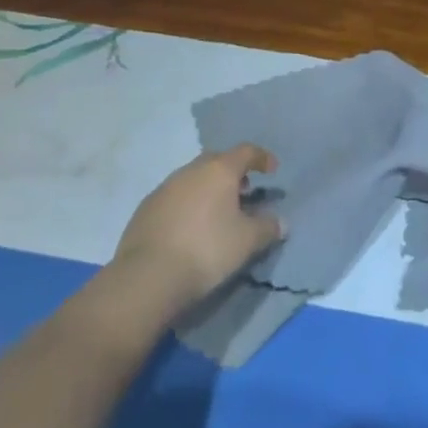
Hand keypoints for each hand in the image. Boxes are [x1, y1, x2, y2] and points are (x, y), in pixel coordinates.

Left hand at [113, 144, 283, 312]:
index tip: (272, 170)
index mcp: (219, 170)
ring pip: (194, 178)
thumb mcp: (247, 241)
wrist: (148, 275)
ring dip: (209, 188)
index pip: (246, 152)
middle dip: (233, 172)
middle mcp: (191, 170)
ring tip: (218, 212)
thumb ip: (268, 227)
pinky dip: (189, 203)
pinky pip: (175, 196)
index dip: (262, 158)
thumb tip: (280, 222)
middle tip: (244, 192)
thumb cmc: (207, 250)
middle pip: (217, 161)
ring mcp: (165, 187)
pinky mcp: (146, 207)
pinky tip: (191, 227)